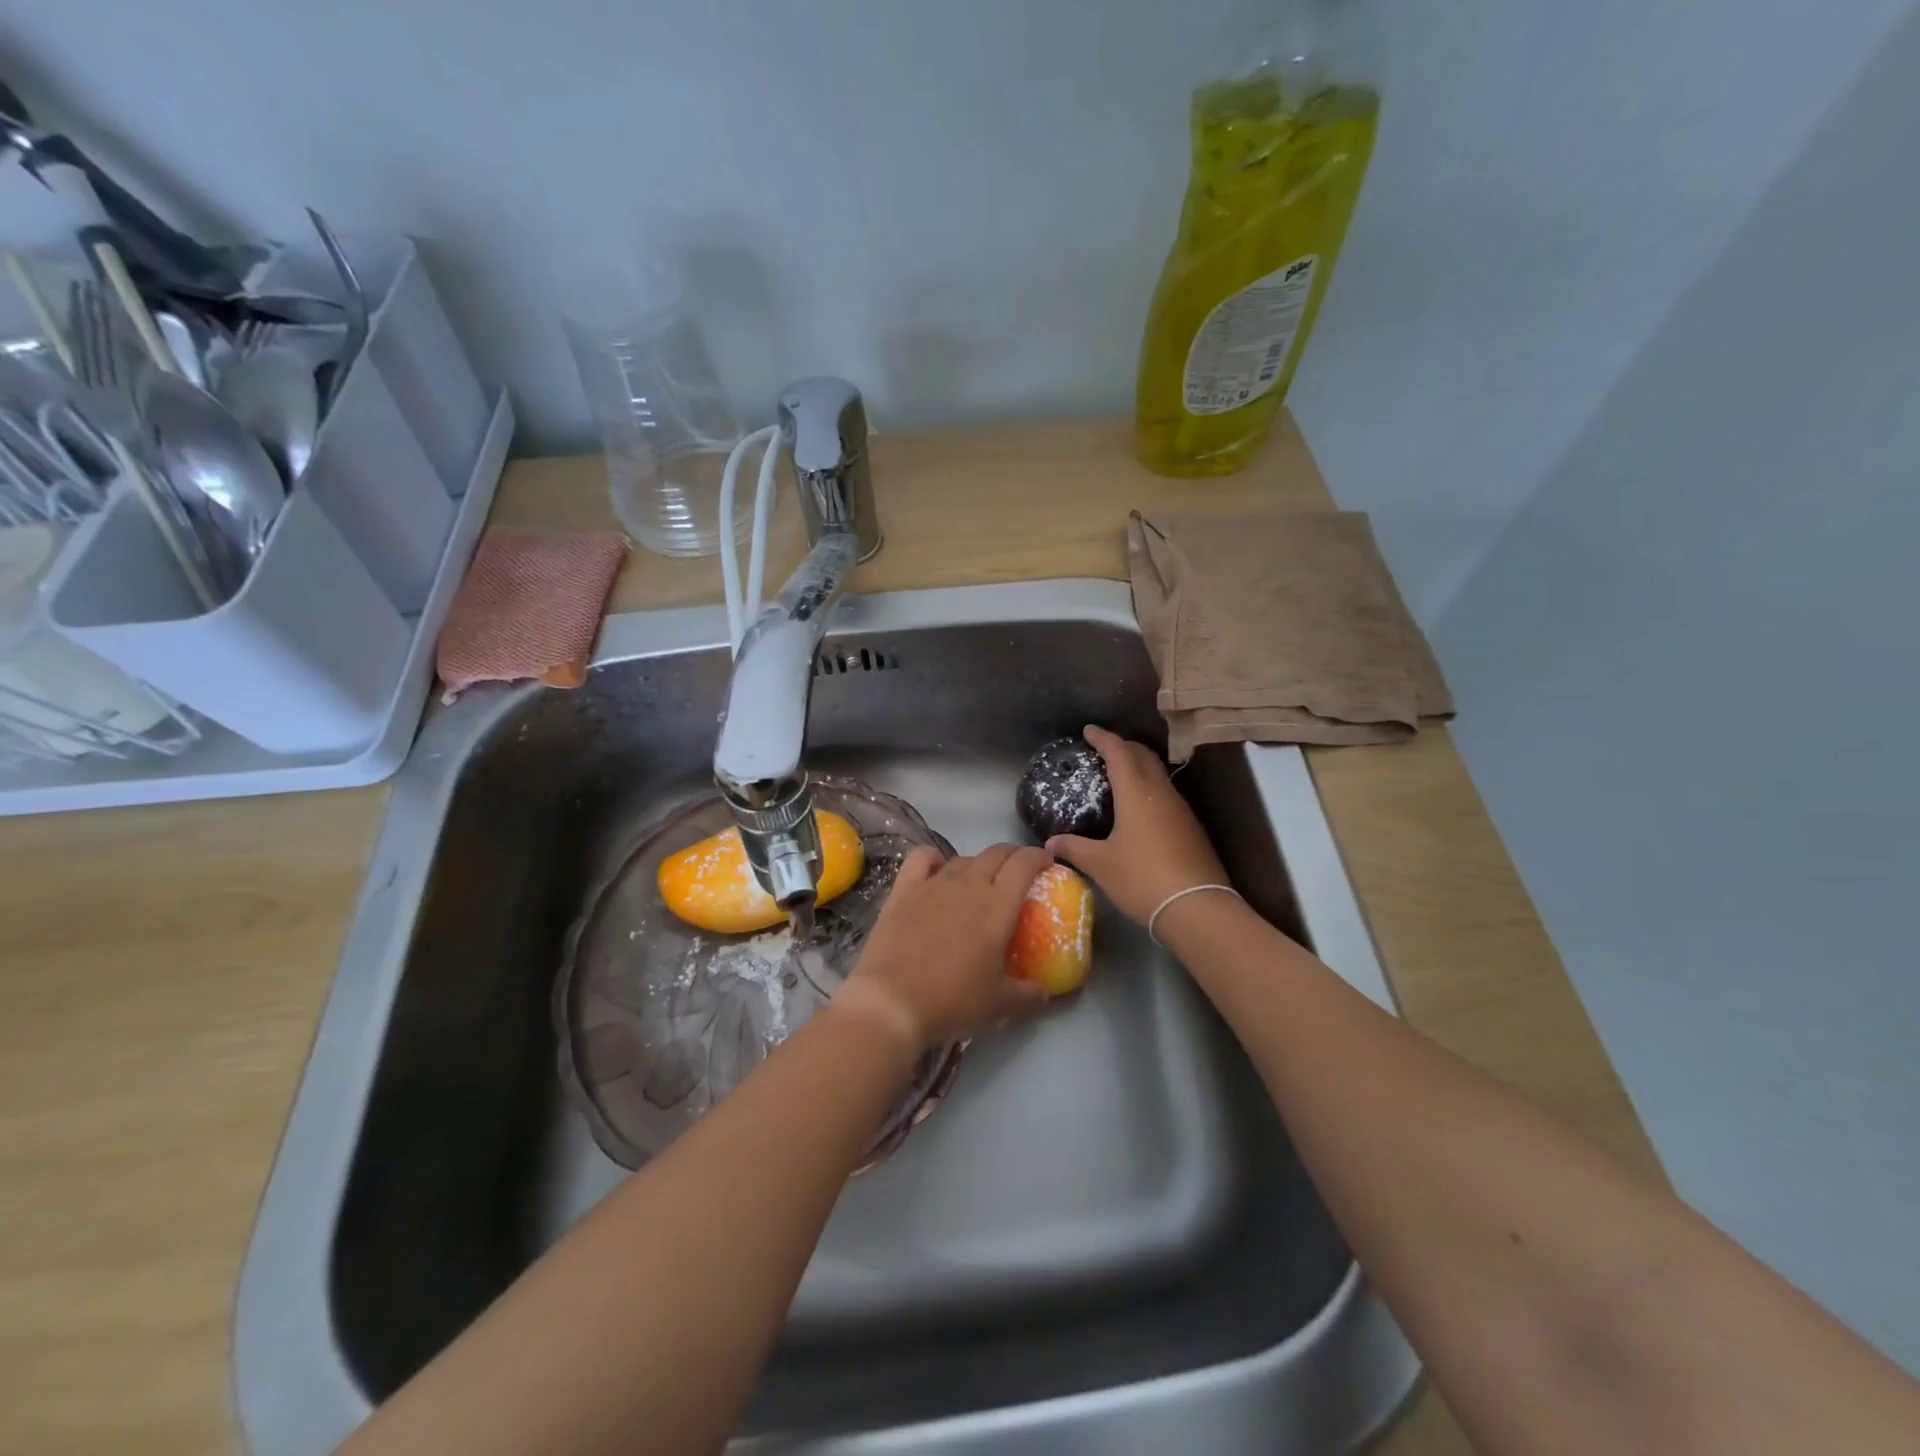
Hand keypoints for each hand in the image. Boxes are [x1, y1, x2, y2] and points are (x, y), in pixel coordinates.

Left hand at [839, 844, 1052, 1051]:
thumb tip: (1045, 993)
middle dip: (1012, 856)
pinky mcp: (903, 890)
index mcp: (998, 905)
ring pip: (962, 858)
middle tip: (1018, 871)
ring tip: (979, 882)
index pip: (1024, 864)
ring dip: (977, 864)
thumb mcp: (1000, 1005)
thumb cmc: (953, 1000)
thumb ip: (1029, 995)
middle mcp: (968, 884)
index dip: (1038, 856)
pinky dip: (934, 858)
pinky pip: (921, 858)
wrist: (892, 1001)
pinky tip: (936, 869)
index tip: (1046, 862)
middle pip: (995, 853)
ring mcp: (933, 883)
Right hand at [1046, 725, 1230, 924]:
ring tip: (1120, 778)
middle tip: (1105, 750)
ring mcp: (1181, 810)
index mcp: (1136, 793)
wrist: (1197, 907)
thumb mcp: (1101, 864)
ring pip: (1158, 776)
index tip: (1089, 731)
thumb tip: (1050, 842)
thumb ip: (1075, 848)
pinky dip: (1150, 791)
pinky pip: (1167, 796)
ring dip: (1139, 768)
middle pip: (1143, 756)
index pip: (1119, 752)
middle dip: (1124, 747)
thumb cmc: (1142, 879)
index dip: (1103, 738)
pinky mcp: (1192, 828)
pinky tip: (1141, 811)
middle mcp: (1161, 793)